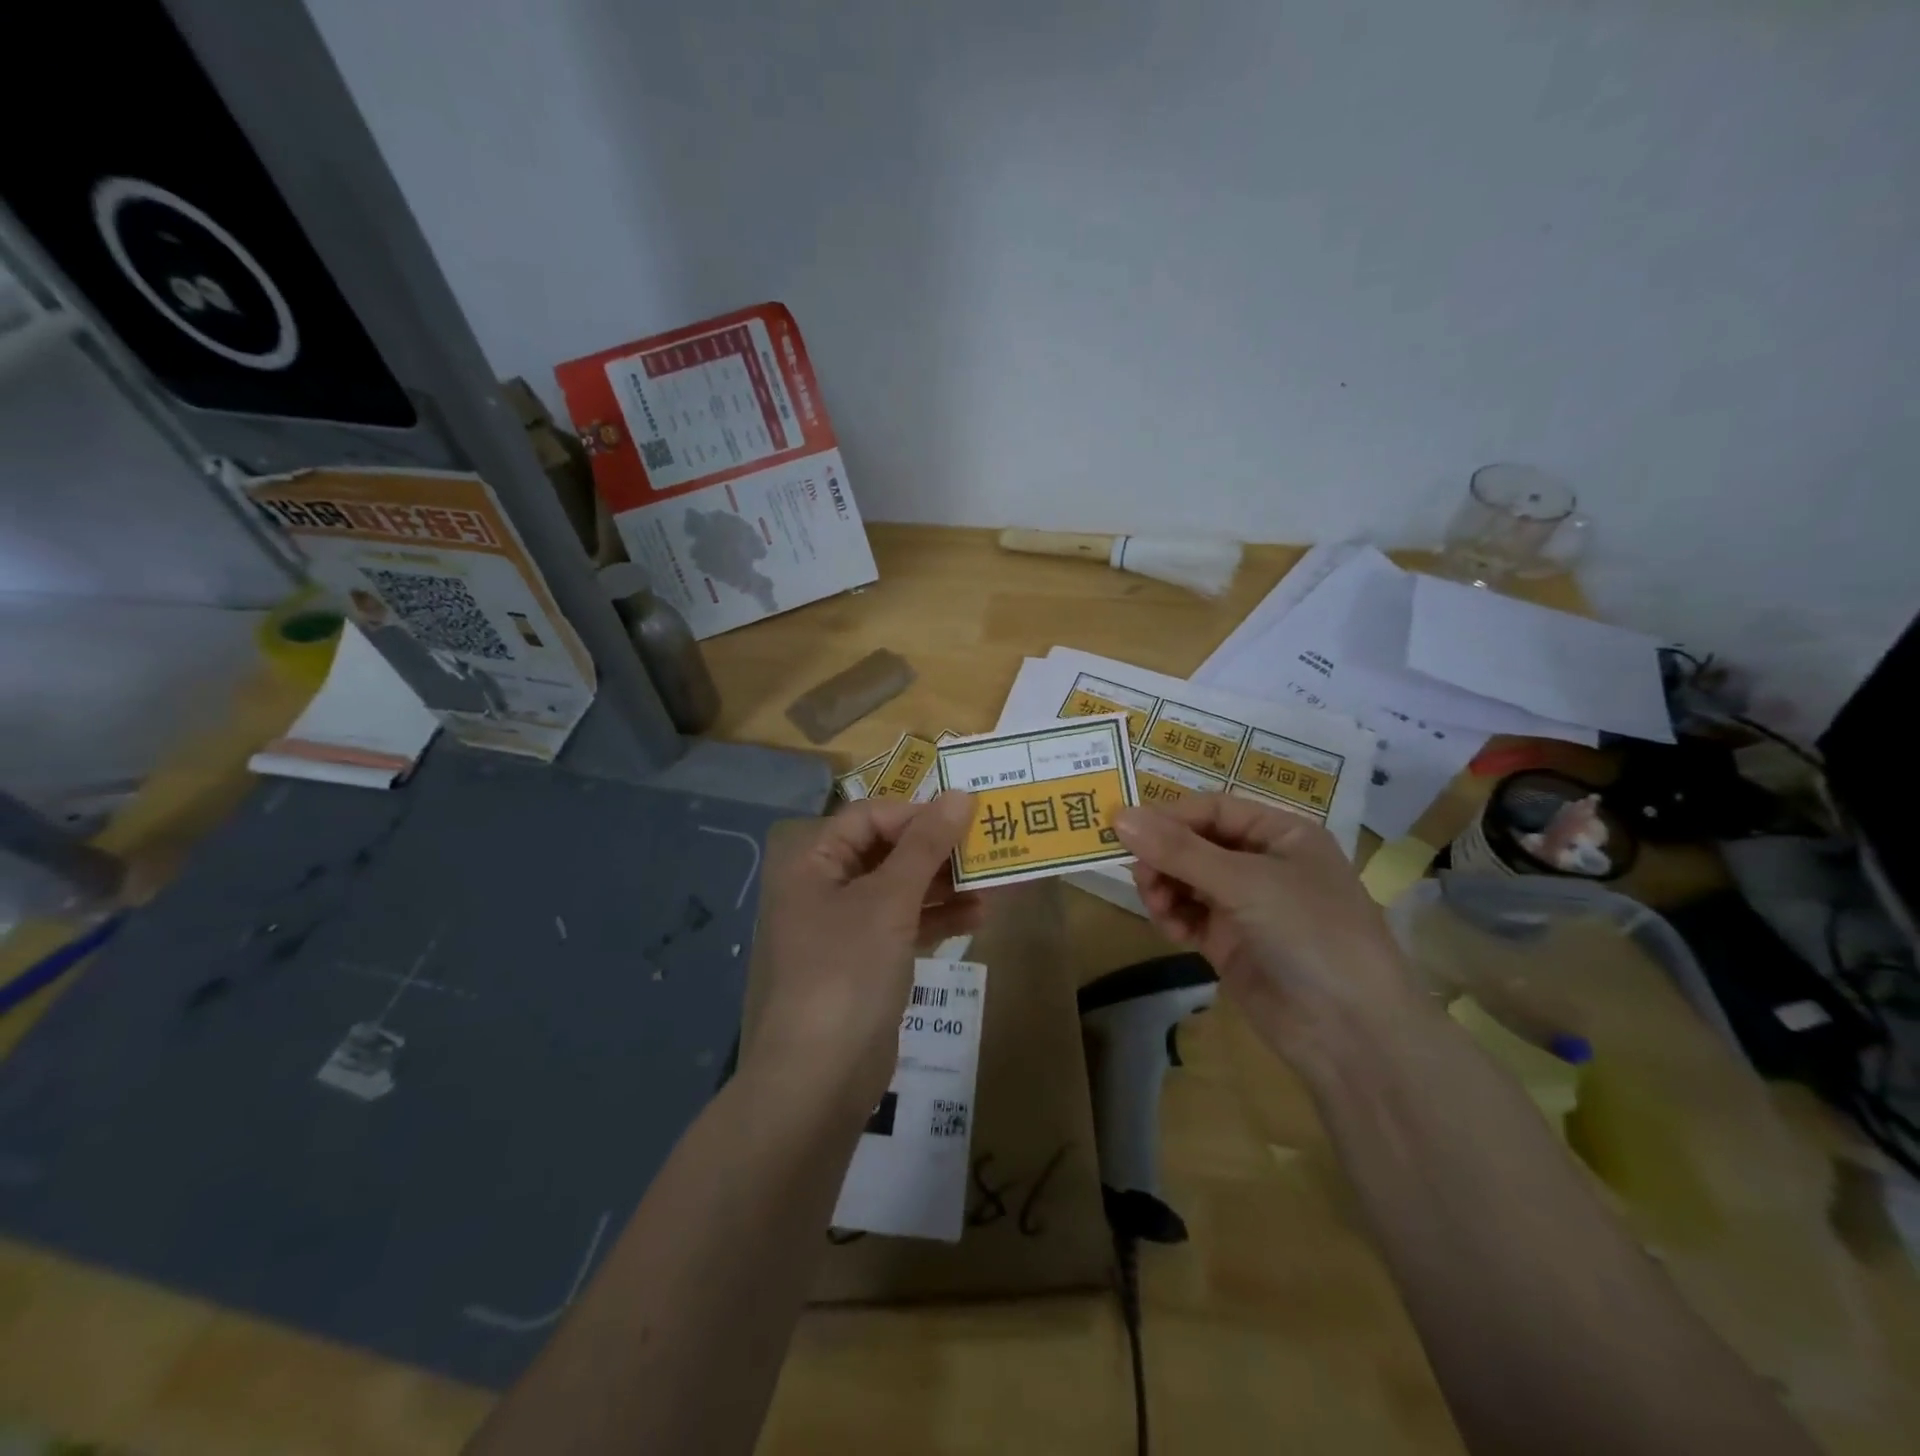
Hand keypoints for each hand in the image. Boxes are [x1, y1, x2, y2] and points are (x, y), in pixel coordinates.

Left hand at [744, 791, 977, 1107]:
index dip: (916, 814)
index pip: (869, 817)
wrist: (818, 1080)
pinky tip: (978, 917)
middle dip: (937, 850)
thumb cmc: (847, 972)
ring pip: (900, 891)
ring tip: (993, 881)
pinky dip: (937, 920)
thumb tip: (960, 795)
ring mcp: (845, 929)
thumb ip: (925, 846)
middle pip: (887, 852)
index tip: (964, 819)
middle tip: (987, 846)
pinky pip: (905, 926)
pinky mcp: (866, 964)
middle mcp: (825, 889)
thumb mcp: (889, 901)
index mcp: (814, 863)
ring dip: (944, 885)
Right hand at [1113, 795, 1430, 1072]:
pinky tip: (1169, 927)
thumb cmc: (1311, 933)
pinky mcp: (1229, 943)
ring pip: (1186, 880)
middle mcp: (1262, 864)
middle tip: (1140, 875)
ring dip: (1164, 886)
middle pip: (1195, 844)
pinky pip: (1189, 916)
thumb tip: (1119, 816)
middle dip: (1164, 856)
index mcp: (1281, 834)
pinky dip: (1173, 916)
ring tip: (1157, 904)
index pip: (1213, 810)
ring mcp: (1246, 905)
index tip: (1125, 829)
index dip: (1169, 816)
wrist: (1352, 1033)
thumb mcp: (1246, 882)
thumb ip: (1180, 850)